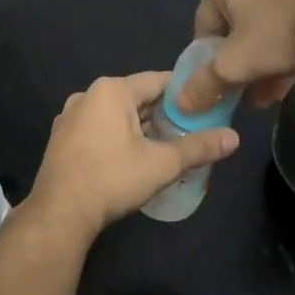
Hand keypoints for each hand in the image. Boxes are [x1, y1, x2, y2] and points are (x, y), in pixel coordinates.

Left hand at [28, 72, 240, 235]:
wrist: (59, 213)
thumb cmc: (112, 179)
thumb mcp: (162, 164)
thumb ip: (199, 148)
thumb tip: (235, 138)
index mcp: (111, 90)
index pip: (159, 81)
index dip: (185, 93)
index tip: (206, 106)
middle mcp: (87, 95)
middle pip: (137, 97)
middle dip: (163, 114)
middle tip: (191, 132)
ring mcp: (70, 117)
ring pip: (117, 114)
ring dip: (141, 128)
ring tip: (166, 147)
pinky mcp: (62, 139)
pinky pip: (98, 128)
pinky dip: (118, 137)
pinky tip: (132, 159)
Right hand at [177, 0, 294, 115]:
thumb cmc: (278, 32)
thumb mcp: (235, 66)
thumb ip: (204, 85)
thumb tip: (180, 103)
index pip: (204, 25)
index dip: (209, 61)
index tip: (222, 85)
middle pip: (236, 24)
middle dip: (242, 63)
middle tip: (249, 92)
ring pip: (265, 22)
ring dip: (265, 58)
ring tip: (272, 92)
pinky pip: (291, 14)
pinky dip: (288, 42)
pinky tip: (294, 73)